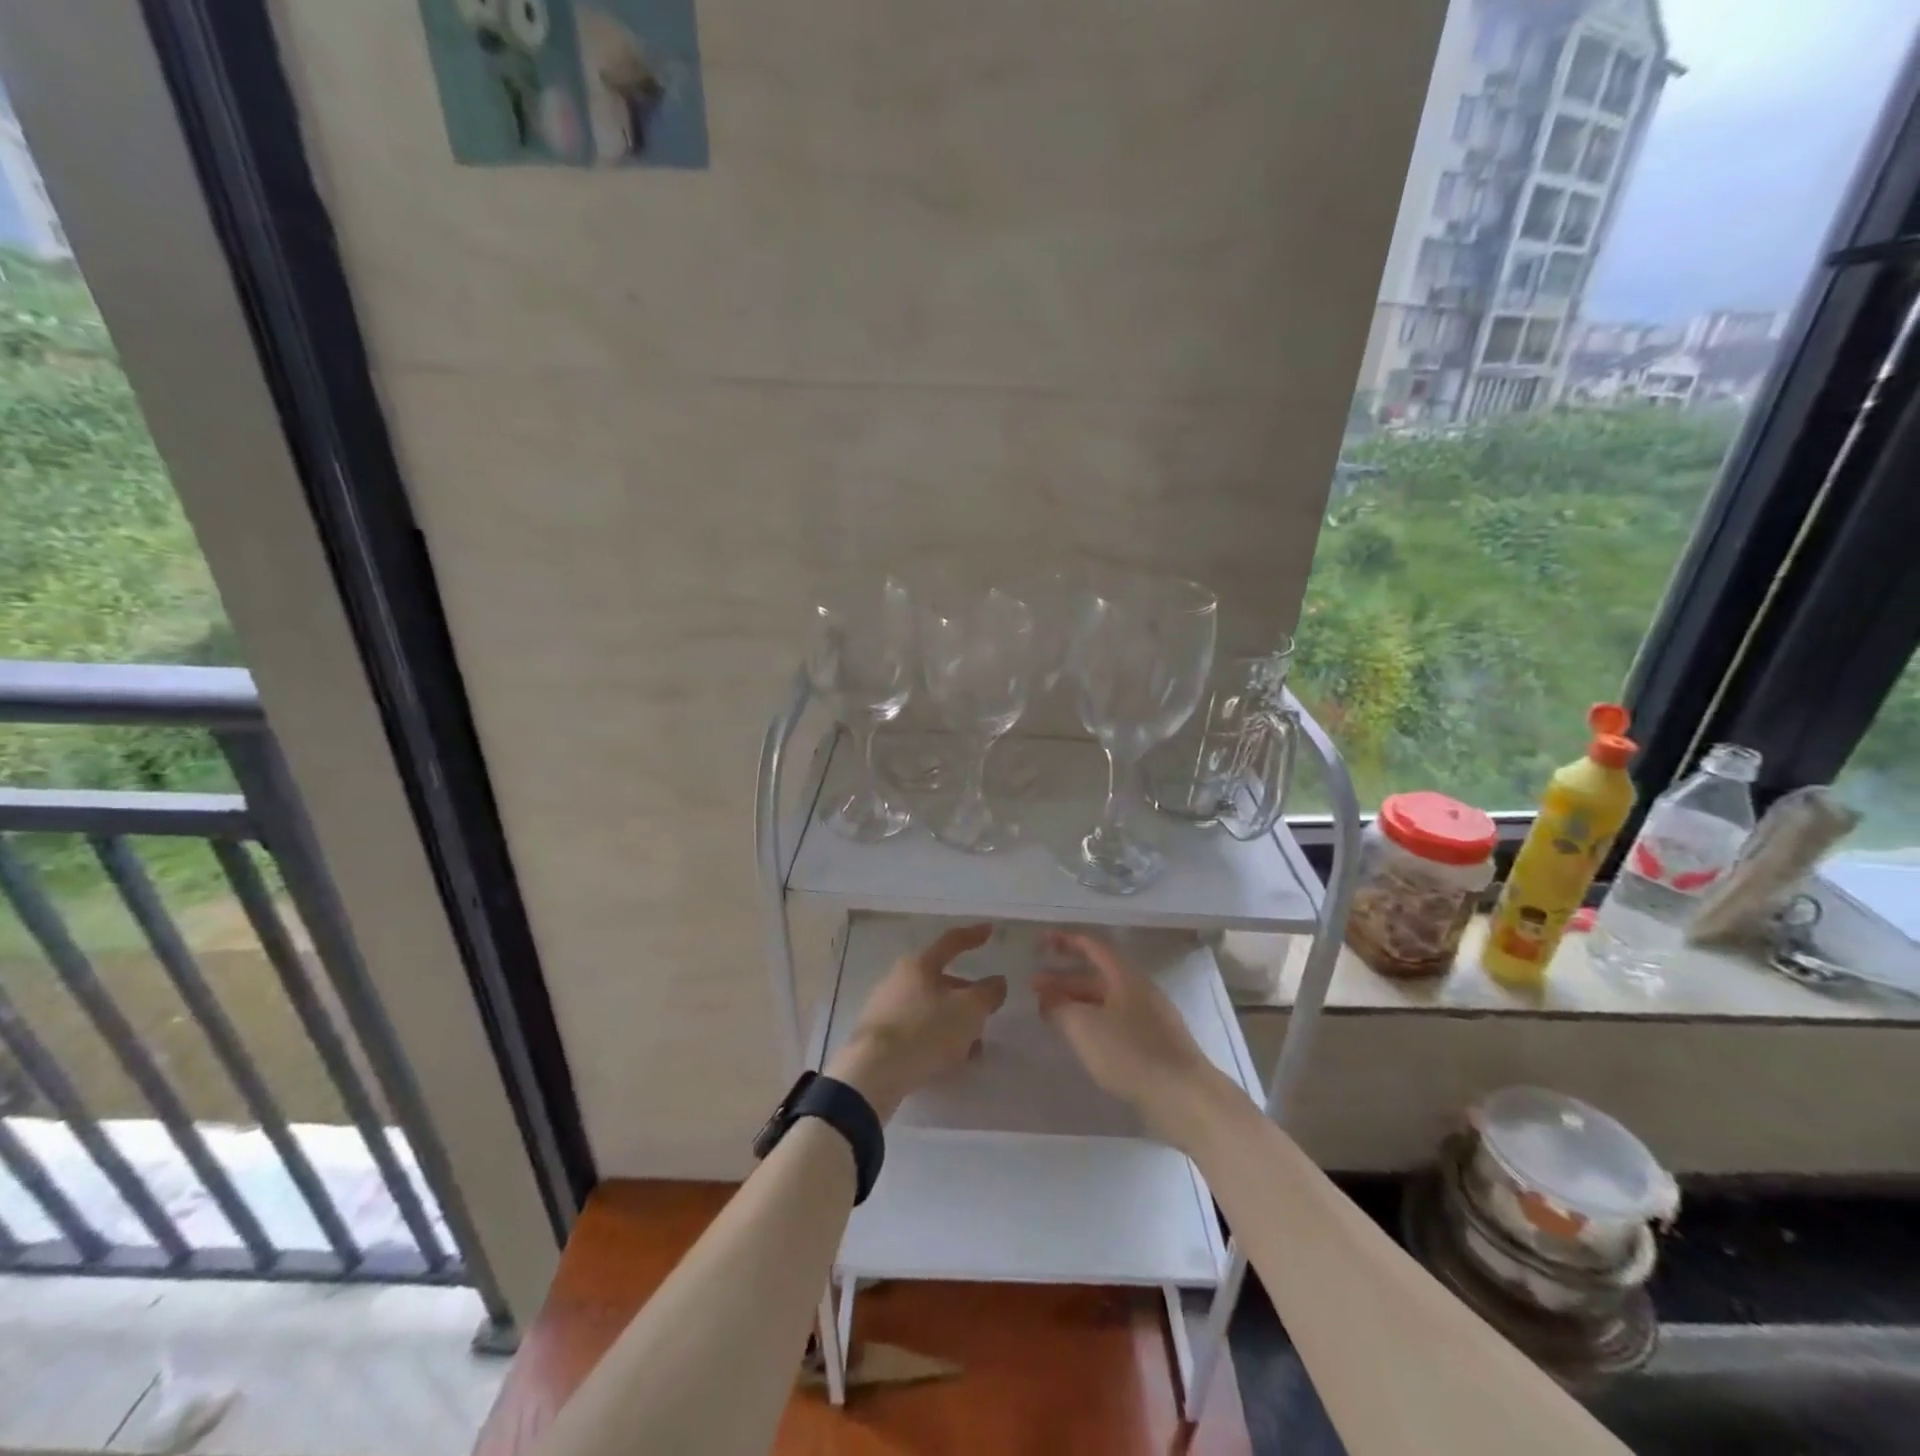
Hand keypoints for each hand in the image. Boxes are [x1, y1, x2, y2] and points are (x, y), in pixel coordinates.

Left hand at [826, 923, 1005, 1121]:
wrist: (874, 1073)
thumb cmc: (925, 1030)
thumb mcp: (968, 1010)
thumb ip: (987, 993)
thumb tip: (997, 982)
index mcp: (919, 964)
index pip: (951, 942)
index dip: (973, 936)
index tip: (989, 930)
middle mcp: (899, 979)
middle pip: (940, 980)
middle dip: (966, 995)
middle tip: (986, 1011)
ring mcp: (885, 1008)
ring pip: (930, 1009)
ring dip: (954, 1023)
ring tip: (974, 1047)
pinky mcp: (878, 1037)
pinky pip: (916, 1031)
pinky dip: (936, 1039)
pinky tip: (949, 1061)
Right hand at [1033, 930, 1238, 1149]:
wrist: (1184, 1098)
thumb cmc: (1131, 1053)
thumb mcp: (1084, 1026)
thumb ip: (1059, 1006)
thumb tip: (1046, 994)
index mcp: (1125, 976)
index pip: (1091, 946)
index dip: (1064, 941)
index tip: (1039, 942)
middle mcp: (1139, 990)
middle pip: (1095, 976)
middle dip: (1063, 979)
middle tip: (1033, 988)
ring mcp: (1149, 1018)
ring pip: (1104, 1001)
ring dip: (1075, 1003)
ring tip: (1049, 1014)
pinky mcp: (1153, 1045)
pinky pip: (1114, 1022)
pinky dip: (1091, 1023)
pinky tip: (1078, 1039)